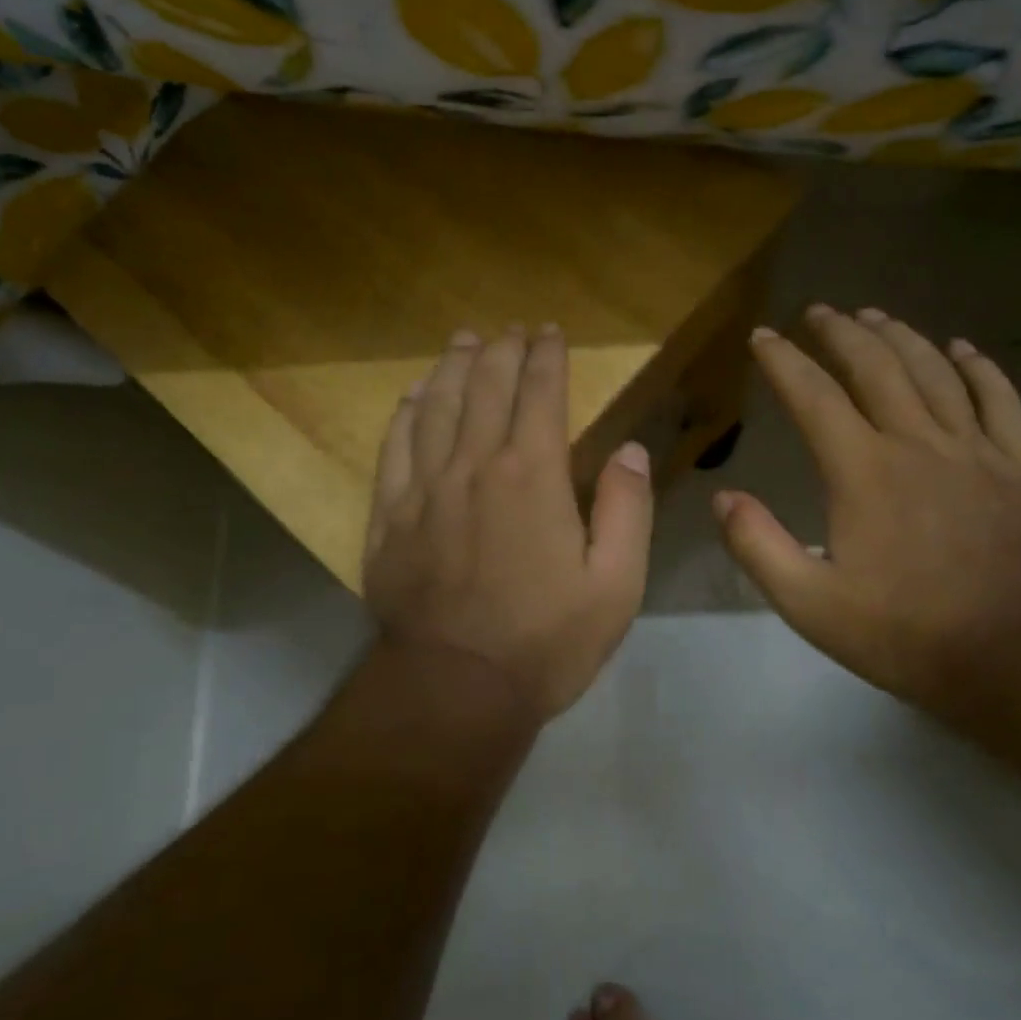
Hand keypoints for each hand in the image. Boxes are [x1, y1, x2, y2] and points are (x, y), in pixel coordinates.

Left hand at [364, 324, 654, 720]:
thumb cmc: (546, 640)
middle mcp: (474, 465)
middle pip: (486, 388)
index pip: (540, 393)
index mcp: (532, 474)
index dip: (547, 356)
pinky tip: (413, 397)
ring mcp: (424, 489)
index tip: (550, 332)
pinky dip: (406, 415)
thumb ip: (627, 510)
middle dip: (502, 350)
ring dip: (454, 368)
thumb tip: (631, 451)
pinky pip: (394, 449)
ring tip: (464, 341)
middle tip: (511, 329)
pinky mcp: (389, 518)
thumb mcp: (616, 585)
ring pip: (436, 407)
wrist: (455, 690)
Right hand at [715, 306, 1020, 713]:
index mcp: (863, 470)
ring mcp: (976, 449)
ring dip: (900, 336)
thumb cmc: (906, 633)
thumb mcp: (811, 605)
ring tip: (875, 315)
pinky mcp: (1020, 465)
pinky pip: (1000, 398)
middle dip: (841, 333)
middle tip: (819, 311)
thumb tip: (723, 498)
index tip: (763, 336)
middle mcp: (917, 443)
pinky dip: (978, 367)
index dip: (784, 361)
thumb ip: (759, 547)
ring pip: (934, 372)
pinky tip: (961, 348)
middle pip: (875, 367)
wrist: (1018, 656)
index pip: (813, 397)